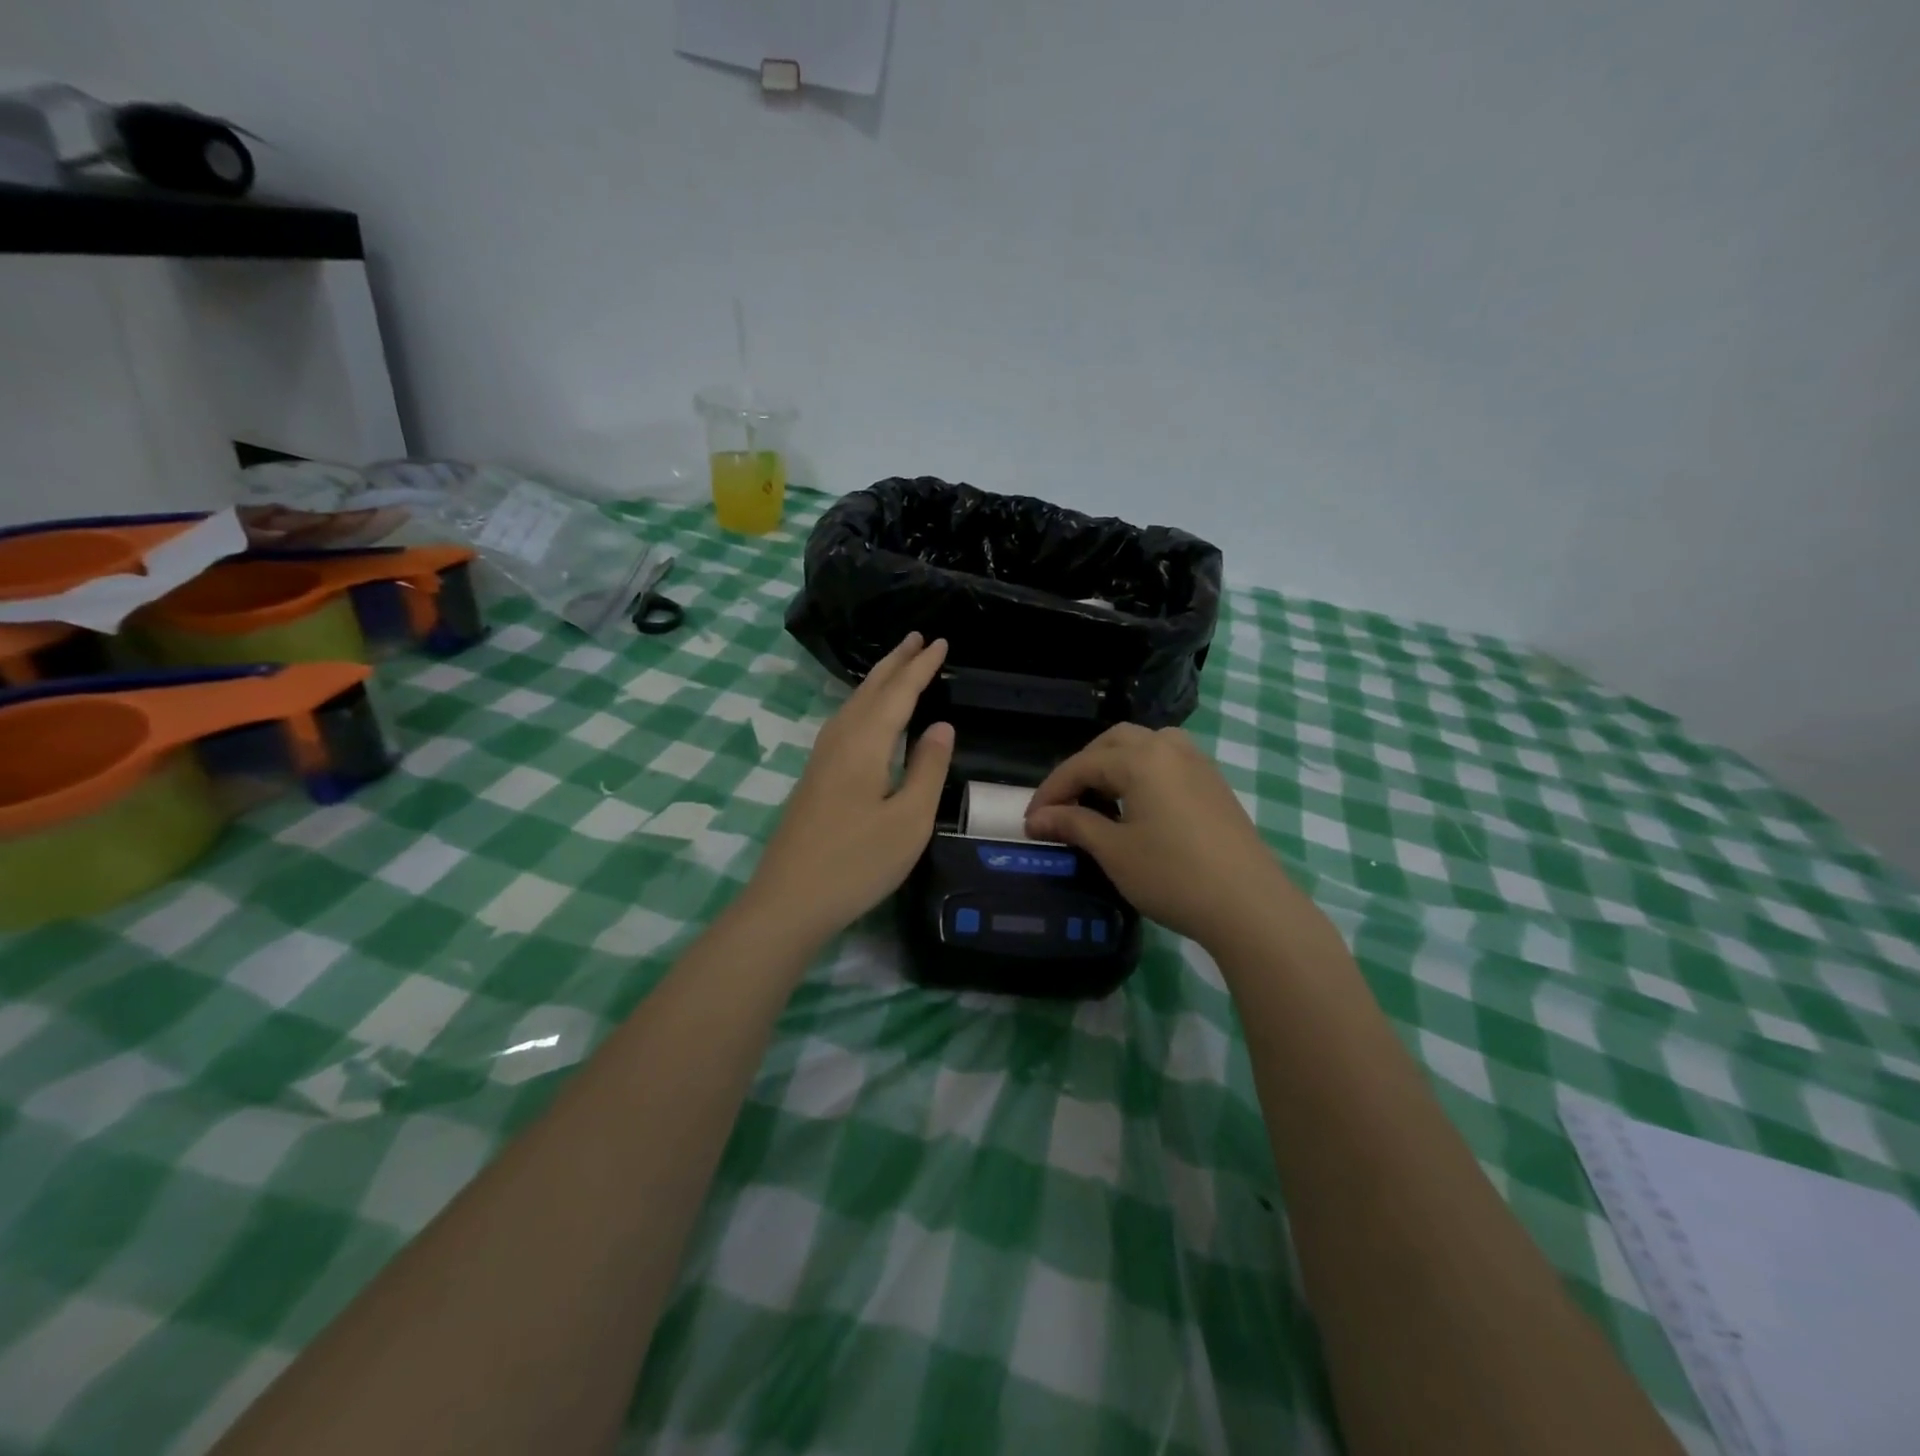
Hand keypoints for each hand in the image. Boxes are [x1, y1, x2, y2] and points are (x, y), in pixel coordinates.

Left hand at [742, 633, 954, 945]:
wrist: (789, 901)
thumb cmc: (857, 862)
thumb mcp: (909, 820)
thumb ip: (927, 768)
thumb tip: (940, 726)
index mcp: (865, 744)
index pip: (899, 693)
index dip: (921, 667)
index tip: (941, 642)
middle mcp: (839, 741)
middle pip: (870, 690)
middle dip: (895, 662)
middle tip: (917, 636)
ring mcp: (820, 760)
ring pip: (852, 705)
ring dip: (877, 681)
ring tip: (896, 665)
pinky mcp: (814, 779)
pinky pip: (843, 723)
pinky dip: (863, 704)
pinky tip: (865, 716)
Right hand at [1024, 724, 1294, 944]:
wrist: (1250, 906)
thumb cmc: (1173, 876)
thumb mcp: (1114, 851)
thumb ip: (1074, 825)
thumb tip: (1038, 819)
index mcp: (1142, 758)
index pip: (1082, 765)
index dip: (1051, 792)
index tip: (1029, 822)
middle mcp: (1170, 748)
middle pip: (1113, 743)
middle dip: (1082, 768)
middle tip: (1063, 804)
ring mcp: (1198, 764)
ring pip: (1145, 746)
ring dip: (1114, 764)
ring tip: (1099, 798)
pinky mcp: (1214, 784)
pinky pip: (1168, 762)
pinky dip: (1142, 772)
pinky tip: (1137, 805)